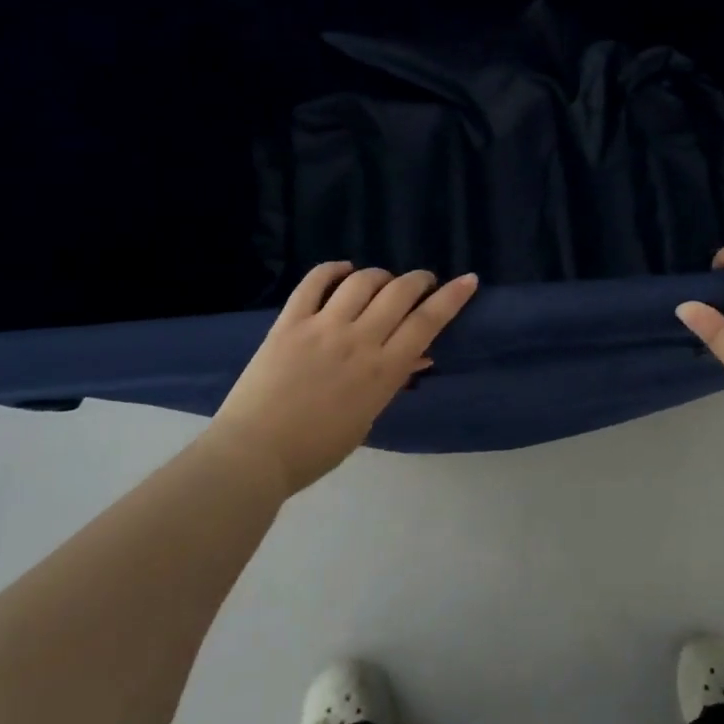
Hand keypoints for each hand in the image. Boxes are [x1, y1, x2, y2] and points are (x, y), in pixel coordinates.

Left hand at [209, 263, 478, 494]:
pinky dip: (332, 269)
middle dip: (419, 280)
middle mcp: (358, 340)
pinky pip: (313, 282)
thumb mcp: (366, 420)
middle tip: (423, 282)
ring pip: (362, 281)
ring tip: (384, 281)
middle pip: (399, 293)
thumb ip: (391, 383)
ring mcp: (322, 327)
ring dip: (380, 275)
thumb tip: (418, 357)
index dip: (452, 297)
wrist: (255, 453)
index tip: (468, 280)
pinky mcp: (289, 322)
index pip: (427, 323)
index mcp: (382, 371)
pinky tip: (342, 270)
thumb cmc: (316, 448)